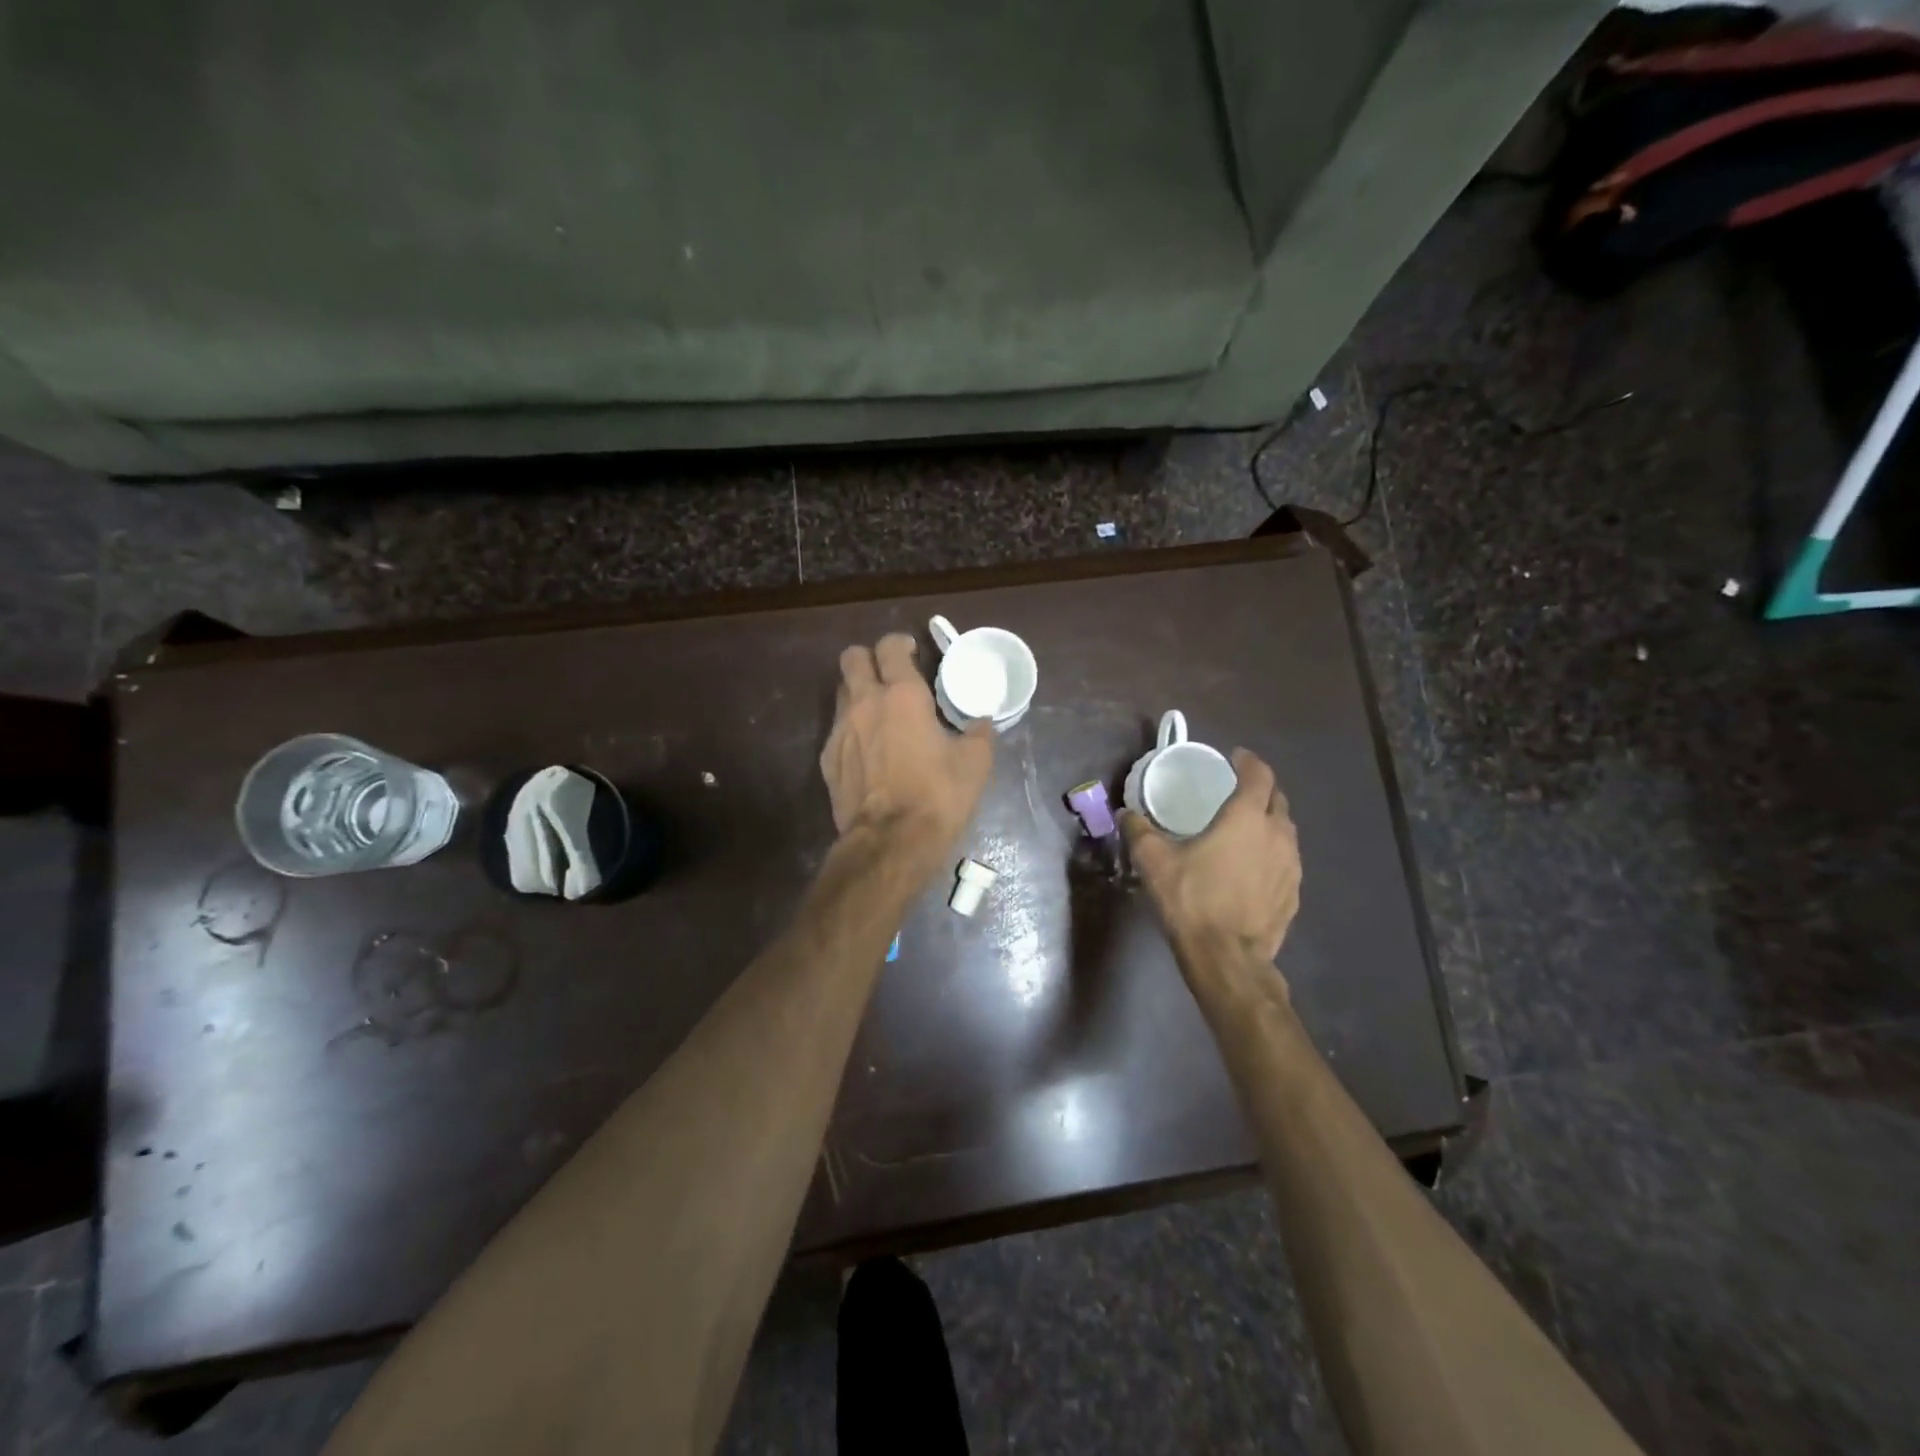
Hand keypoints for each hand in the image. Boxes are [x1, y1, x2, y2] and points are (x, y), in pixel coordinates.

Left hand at [820, 633, 993, 850]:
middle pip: (852, 658)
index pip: (890, 647)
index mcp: (902, 696)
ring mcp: (840, 730)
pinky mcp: (828, 759)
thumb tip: (981, 722)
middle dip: (869, 659)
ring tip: (879, 713)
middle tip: (889, 675)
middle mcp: (865, 703)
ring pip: (841, 692)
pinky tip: (869, 751)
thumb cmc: (937, 796)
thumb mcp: (974, 764)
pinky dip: (852, 730)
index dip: (900, 643)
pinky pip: (837, 729)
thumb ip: (978, 734)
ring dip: (858, 693)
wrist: (890, 842)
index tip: (911, 652)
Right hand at [1123, 748, 1300, 965]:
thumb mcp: (1154, 862)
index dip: (1248, 761)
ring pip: (1286, 831)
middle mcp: (1277, 835)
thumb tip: (1126, 813)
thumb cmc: (1192, 900)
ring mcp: (1291, 866)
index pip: (1259, 775)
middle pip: (1278, 800)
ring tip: (1245, 828)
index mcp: (1246, 818)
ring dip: (1269, 822)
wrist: (1228, 959)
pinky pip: (1286, 861)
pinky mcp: (1293, 894)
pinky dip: (1272, 853)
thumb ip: (1139, 831)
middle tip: (1237, 790)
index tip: (1235, 757)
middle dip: (1261, 789)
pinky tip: (1252, 867)